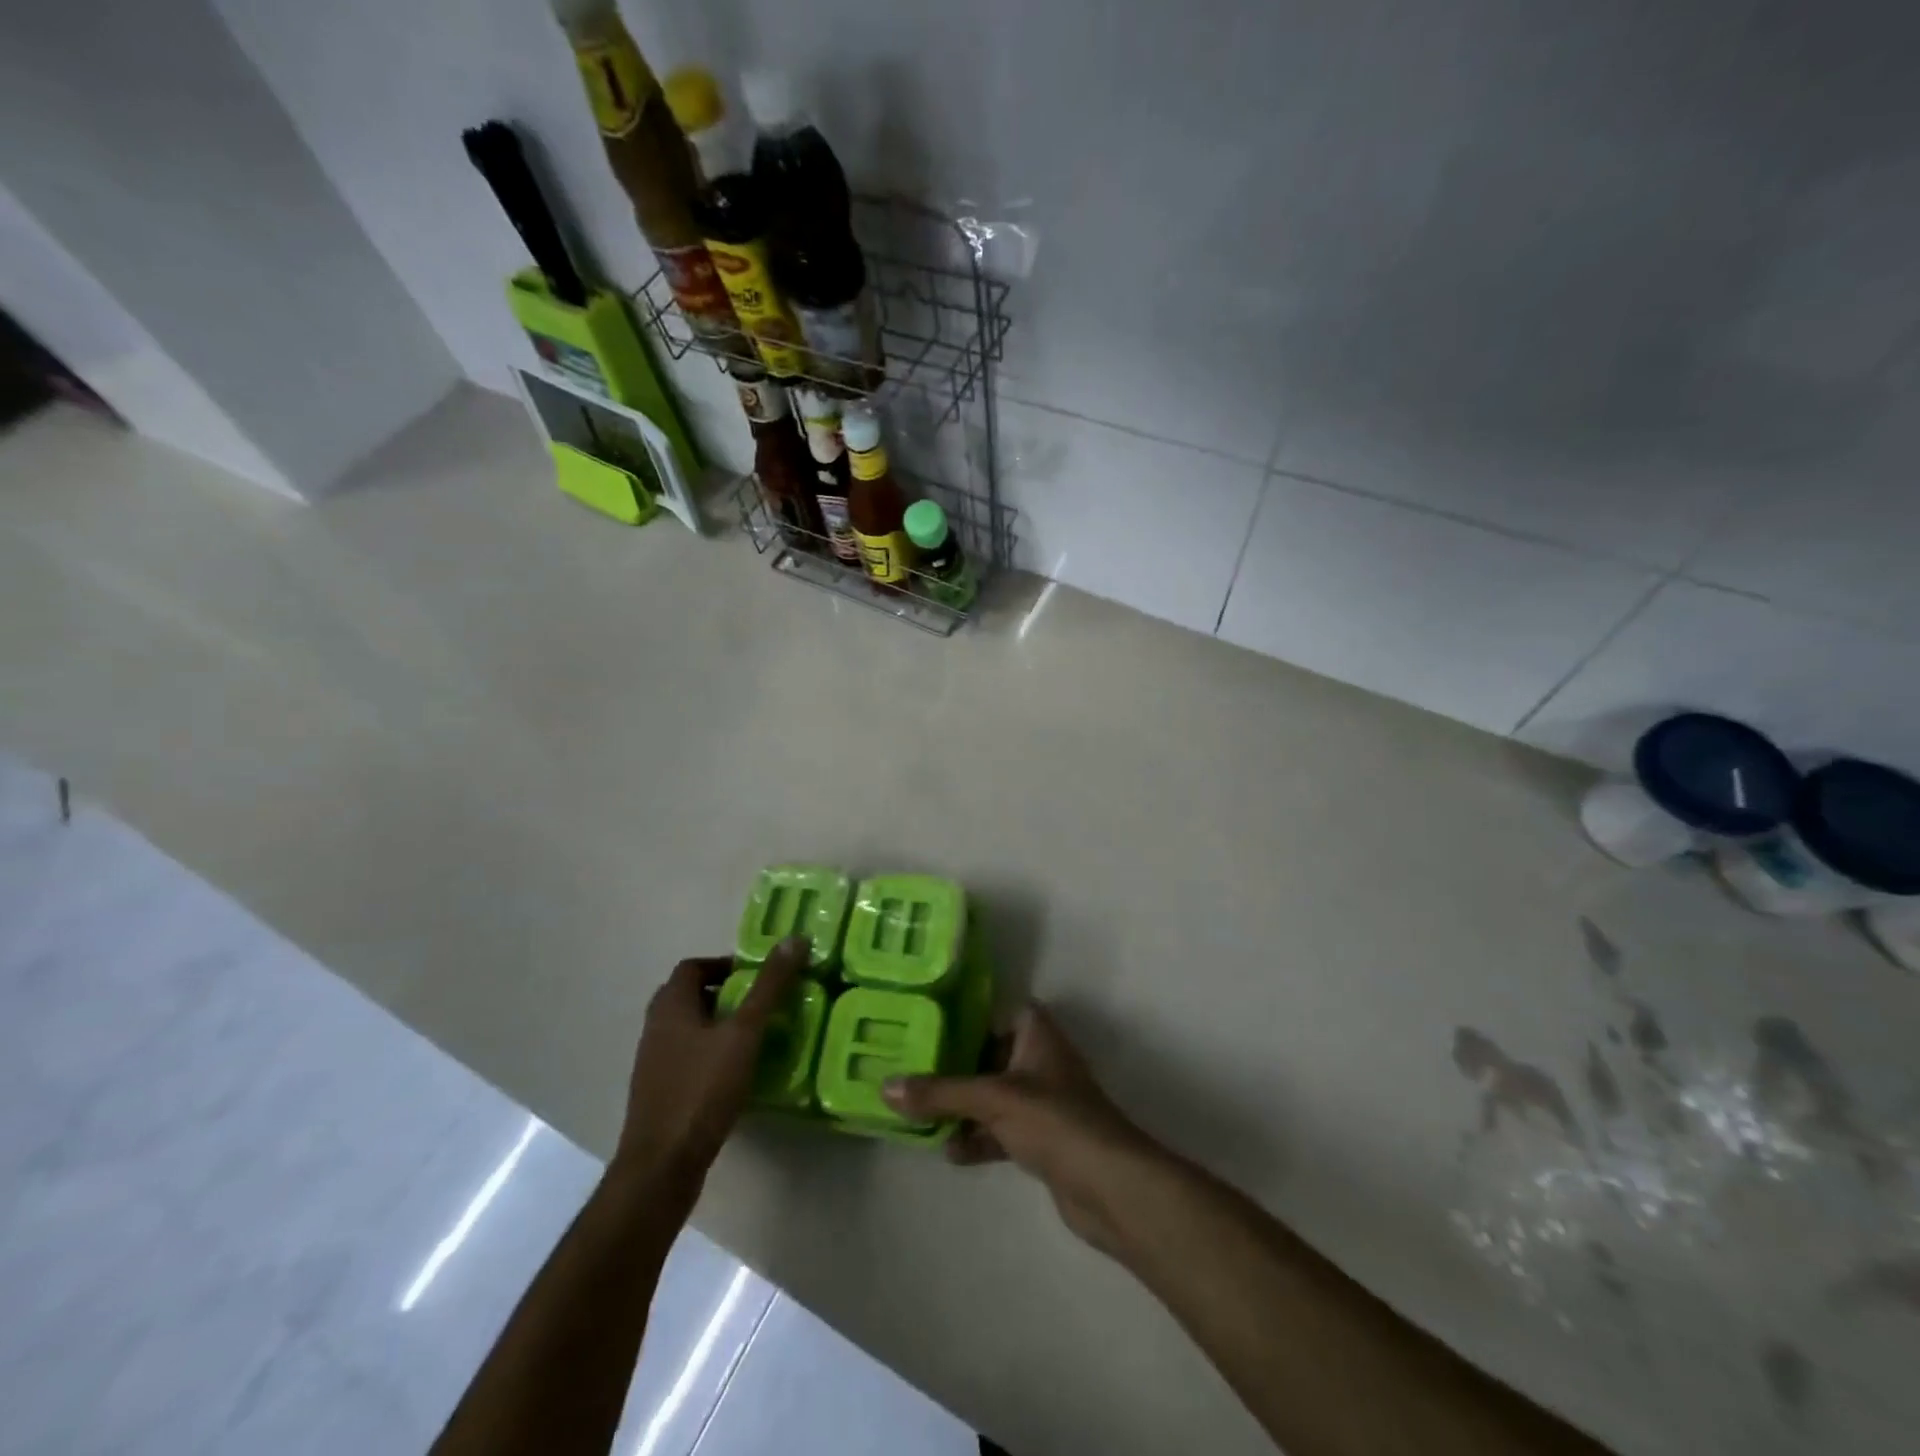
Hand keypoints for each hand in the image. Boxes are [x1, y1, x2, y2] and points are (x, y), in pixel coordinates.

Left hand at [613, 935, 805, 1188]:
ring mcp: (654, 1064)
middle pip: (689, 996)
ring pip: (688, 1029)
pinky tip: (737, 1072)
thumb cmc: (702, 1090)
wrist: (662, 1166)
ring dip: (719, 1024)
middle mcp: (656, 1028)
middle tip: (760, 1002)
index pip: (692, 966)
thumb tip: (794, 938)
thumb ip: (769, 986)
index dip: (724, 964)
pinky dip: (711, 1054)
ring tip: (755, 1036)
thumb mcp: (744, 1033)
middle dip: (725, 993)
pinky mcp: (660, 1093)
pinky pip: (687, 1058)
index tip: (757, 975)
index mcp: (670, 1006)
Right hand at [883, 1002, 1163, 1253]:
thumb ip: (939, 1093)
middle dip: (954, 1066)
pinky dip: (978, 1138)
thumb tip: (886, 1087)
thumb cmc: (1053, 1119)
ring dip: (962, 1107)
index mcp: (1036, 1034)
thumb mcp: (992, 1099)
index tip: (927, 1024)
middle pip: (990, 1054)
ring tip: (920, 1115)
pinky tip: (950, 1153)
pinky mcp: (1042, 1140)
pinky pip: (1001, 1130)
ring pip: (993, 1096)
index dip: (967, 1015)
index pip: (998, 1010)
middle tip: (912, 1070)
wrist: (1109, 1185)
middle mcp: (1040, 1061)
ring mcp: (1043, 1102)